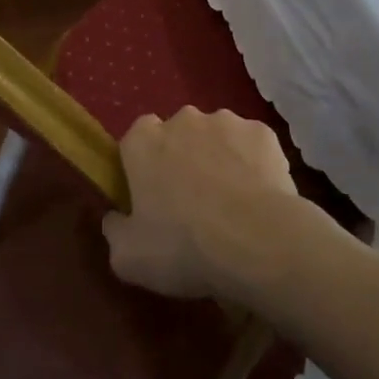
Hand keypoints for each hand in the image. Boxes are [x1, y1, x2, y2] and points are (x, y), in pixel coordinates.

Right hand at [102, 107, 305, 298]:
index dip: (143, 168)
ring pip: (216, 138)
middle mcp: (182, 119)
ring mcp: (226, 122)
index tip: (152, 198)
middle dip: (182, 160)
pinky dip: (252, 164)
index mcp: (143, 141)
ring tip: (231, 203)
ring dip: (218, 159)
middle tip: (192, 203)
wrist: (258, 242)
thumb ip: (115, 231)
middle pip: (177, 135)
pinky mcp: (263, 132)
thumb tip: (116, 218)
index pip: (135, 141)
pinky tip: (259, 197)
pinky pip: (250, 147)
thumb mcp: (128, 258)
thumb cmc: (184, 247)